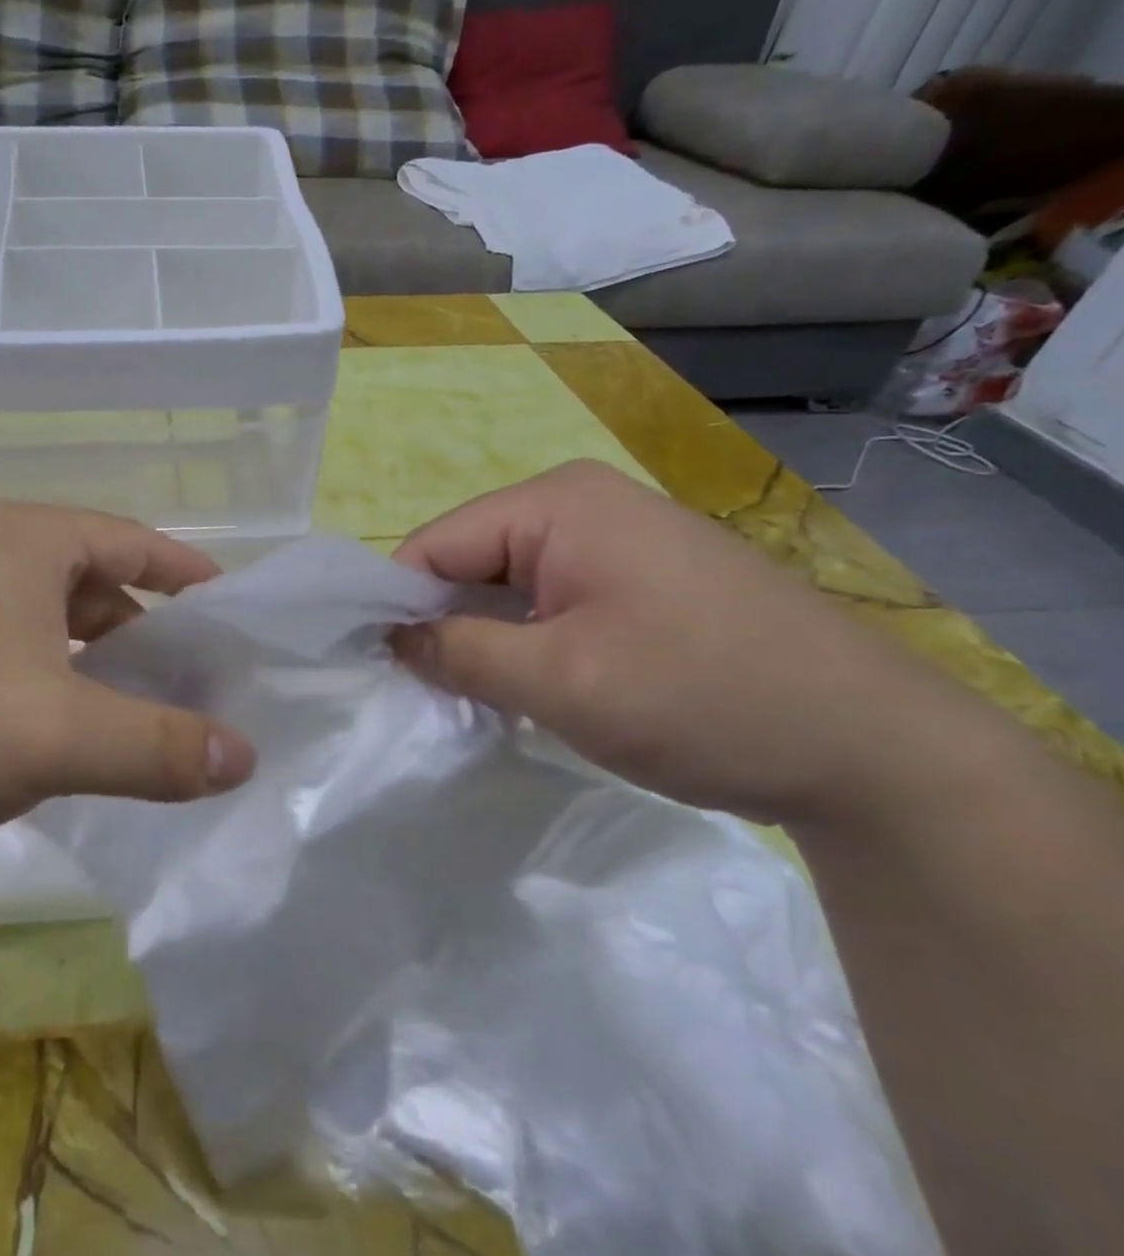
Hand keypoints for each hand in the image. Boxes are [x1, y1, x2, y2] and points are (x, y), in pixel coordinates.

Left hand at [0, 503, 256, 882]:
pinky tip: (51, 751)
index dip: (189, 576)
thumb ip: (158, 746)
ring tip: (132, 728)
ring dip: (90, 674)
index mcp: (23, 542)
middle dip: (146, 637)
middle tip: (193, 690)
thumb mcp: (54, 732)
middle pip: (91, 588)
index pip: (134, 541)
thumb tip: (244, 756)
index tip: (233, 615)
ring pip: (41, 633)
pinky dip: (39, 698)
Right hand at [391, 461, 985, 827]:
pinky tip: (532, 688)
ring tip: (479, 699)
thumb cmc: (701, 697)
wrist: (876, 752)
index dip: (396, 605)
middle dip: (443, 625)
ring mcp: (615, 540)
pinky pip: (548, 602)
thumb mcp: (559, 681)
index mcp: (556, 503)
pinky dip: (525, 644)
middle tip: (430, 695)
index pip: (434, 544)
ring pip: (506, 586)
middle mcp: (580, 505)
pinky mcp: (637, 579)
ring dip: (484, 641)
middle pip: (468, 561)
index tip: (378, 670)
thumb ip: (458, 652)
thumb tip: (391, 639)